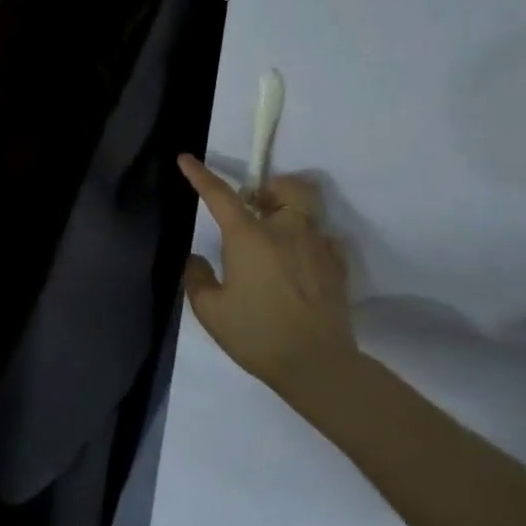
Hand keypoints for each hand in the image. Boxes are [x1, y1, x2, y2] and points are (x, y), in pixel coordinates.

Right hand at [177, 156, 351, 386]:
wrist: (317, 366)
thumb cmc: (257, 334)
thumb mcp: (211, 311)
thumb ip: (197, 278)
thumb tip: (196, 259)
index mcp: (249, 237)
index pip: (220, 194)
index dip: (200, 175)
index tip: (186, 159)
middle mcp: (286, 232)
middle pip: (288, 187)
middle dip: (271, 188)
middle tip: (256, 207)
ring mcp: (318, 247)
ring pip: (311, 209)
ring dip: (291, 212)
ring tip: (277, 236)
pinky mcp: (338, 268)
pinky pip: (327, 240)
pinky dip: (312, 242)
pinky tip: (300, 264)